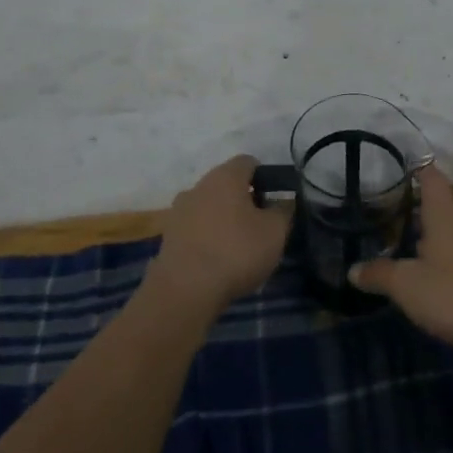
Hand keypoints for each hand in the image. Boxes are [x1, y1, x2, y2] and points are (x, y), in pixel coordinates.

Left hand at [149, 155, 293, 315]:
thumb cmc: (236, 252)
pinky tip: (217, 260)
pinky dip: (207, 236)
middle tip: (260, 226)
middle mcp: (199, 185)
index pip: (248, 162)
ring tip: (238, 247)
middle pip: (227, 184)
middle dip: (244, 200)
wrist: (184, 290)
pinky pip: (195, 227)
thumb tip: (282, 203)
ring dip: (224, 219)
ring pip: (209, 205)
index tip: (274, 201)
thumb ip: (283, 211)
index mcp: (225, 176)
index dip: (265, 177)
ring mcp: (179, 210)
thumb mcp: (275, 232)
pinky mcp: (168, 235)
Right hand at [350, 165, 452, 349]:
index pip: (432, 178)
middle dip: (425, 216)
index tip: (407, 166)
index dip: (419, 170)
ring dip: (441, 244)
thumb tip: (352, 270)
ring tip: (418, 259)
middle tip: (400, 225)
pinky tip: (447, 288)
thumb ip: (380, 274)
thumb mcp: (407, 286)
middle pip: (446, 209)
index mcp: (447, 214)